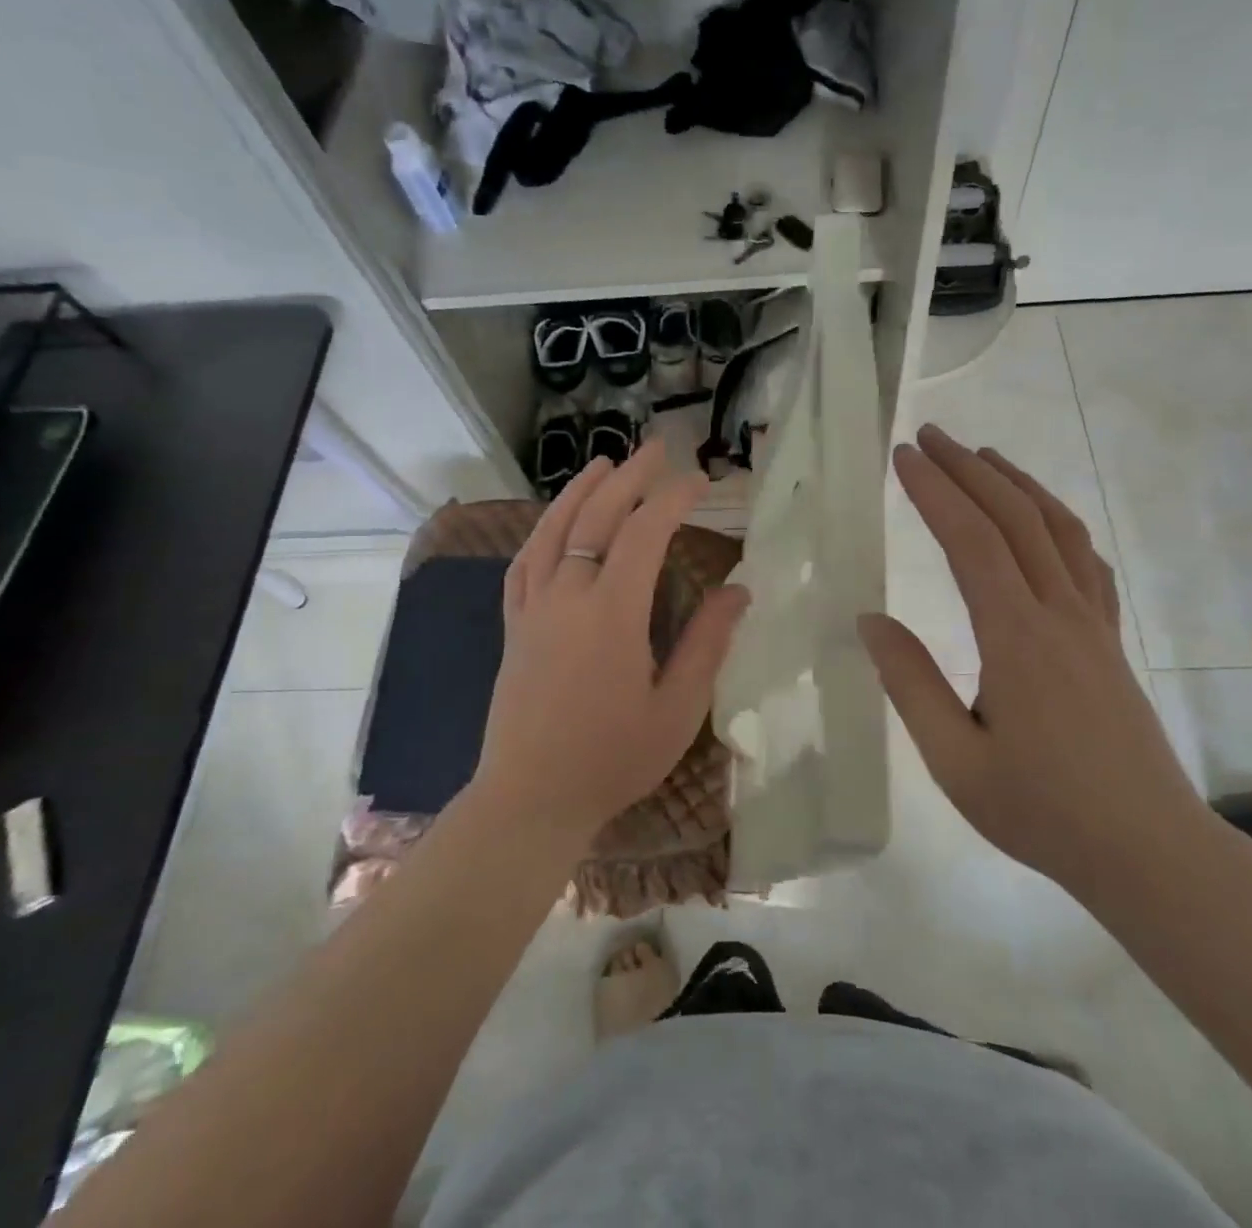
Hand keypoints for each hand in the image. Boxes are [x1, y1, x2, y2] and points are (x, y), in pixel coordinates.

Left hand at [470, 440, 748, 851]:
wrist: (530, 799)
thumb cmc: (612, 759)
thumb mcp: (677, 709)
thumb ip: (708, 643)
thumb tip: (738, 590)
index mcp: (612, 613)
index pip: (645, 533)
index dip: (674, 498)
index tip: (700, 480)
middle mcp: (568, 596)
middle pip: (598, 517)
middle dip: (630, 478)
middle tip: (656, 451)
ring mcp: (534, 608)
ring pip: (554, 530)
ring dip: (580, 492)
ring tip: (603, 464)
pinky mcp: (514, 626)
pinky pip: (524, 563)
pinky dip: (542, 531)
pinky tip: (553, 522)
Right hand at [859, 426, 1208, 897]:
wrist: (1149, 852)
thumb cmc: (1042, 811)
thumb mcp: (955, 760)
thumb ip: (910, 684)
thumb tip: (870, 620)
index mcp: (1016, 639)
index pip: (971, 541)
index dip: (935, 492)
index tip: (902, 458)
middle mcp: (1059, 614)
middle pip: (1015, 518)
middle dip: (969, 469)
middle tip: (930, 437)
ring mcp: (1092, 624)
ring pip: (1057, 529)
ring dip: (1018, 484)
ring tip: (983, 456)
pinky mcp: (1109, 640)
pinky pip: (1085, 561)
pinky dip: (1057, 522)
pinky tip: (1043, 520)